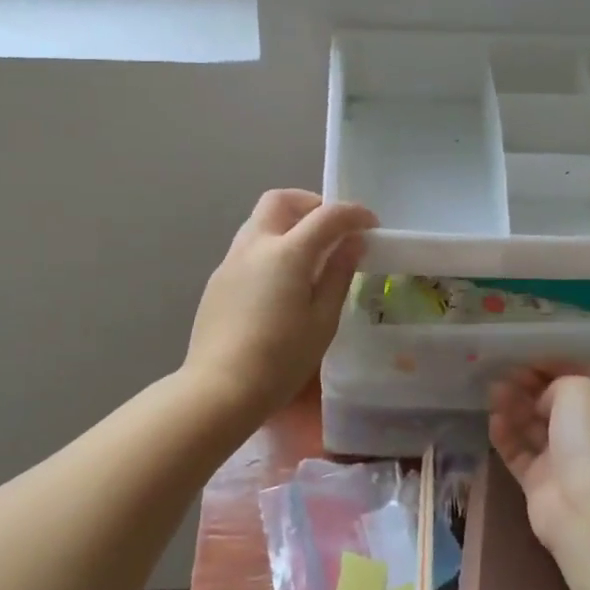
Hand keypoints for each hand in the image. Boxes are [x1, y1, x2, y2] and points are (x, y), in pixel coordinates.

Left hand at [183, 189, 376, 420]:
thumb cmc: (281, 360)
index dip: (354, 214)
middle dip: (310, 204)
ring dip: (287, 224)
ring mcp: (231, 261)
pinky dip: (270, 247)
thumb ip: (339, 275)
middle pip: (280, 200)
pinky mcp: (217, 281)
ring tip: (309, 256)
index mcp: (286, 253)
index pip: (327, 215)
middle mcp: (254, 245)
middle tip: (332, 230)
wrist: (220, 389)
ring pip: (259, 221)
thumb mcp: (323, 320)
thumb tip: (352, 243)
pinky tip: (280, 282)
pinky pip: (247, 248)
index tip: (371, 226)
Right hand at [489, 364, 589, 549]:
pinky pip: (518, 452)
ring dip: (513, 408)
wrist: (587, 504)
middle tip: (504, 376)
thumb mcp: (580, 389)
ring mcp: (562, 458)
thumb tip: (544, 401)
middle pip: (552, 403)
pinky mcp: (539, 481)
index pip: (577, 379)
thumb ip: (558, 384)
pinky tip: (493, 420)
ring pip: (532, 427)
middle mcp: (586, 431)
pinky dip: (505, 436)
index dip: (551, 367)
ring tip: (493, 393)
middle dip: (528, 387)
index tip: (525, 360)